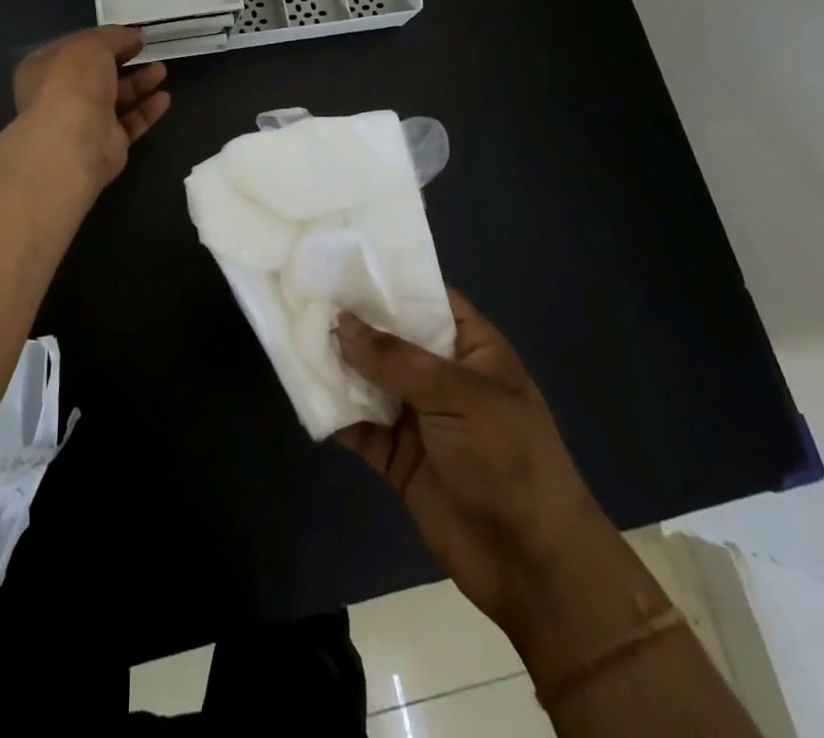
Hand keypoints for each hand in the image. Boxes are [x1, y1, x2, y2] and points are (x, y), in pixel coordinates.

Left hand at [12, 26, 170, 187]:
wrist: (74, 140)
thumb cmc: (73, 82)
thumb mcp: (93, 44)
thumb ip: (115, 36)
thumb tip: (136, 35)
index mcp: (44, 68)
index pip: (73, 50)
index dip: (101, 40)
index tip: (129, 35)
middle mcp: (59, 96)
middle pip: (96, 75)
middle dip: (122, 61)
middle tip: (146, 50)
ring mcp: (82, 122)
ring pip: (114, 99)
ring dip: (138, 84)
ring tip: (162, 70)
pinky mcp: (105, 144)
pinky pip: (129, 123)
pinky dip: (146, 111)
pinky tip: (164, 99)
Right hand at [334, 289, 610, 635]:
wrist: (532, 565)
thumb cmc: (507, 458)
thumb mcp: (456, 395)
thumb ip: (394, 359)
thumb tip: (339, 321)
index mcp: (470, 348)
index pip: (426, 297)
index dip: (387, 279)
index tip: (339, 257)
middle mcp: (440, 375)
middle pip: (389, 337)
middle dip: (350, 320)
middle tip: (301, 290)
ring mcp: (417, 416)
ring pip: (367, 378)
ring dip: (335, 363)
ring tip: (291, 332)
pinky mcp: (396, 456)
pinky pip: (358, 424)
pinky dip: (333, 410)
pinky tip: (301, 389)